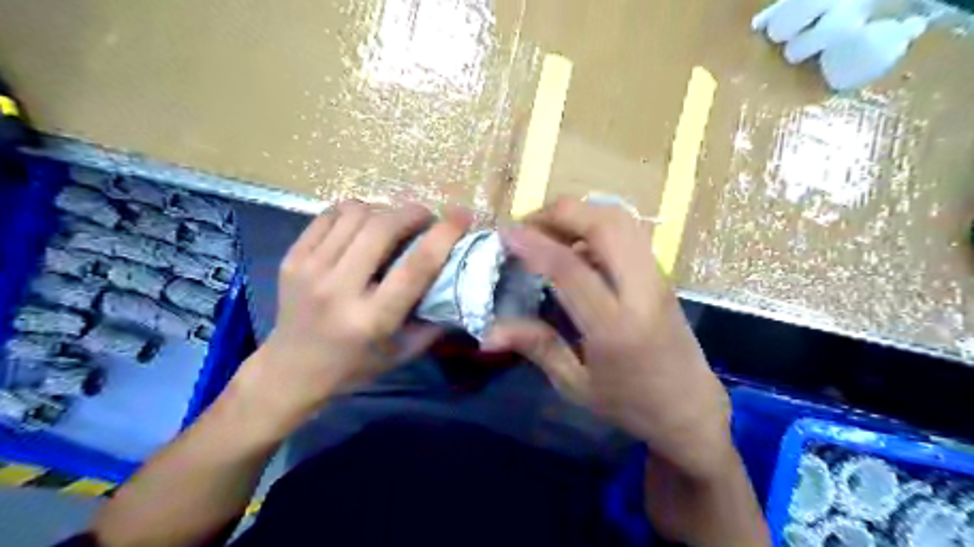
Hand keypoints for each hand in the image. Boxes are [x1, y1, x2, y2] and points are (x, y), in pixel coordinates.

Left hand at [230, 201, 469, 434]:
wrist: (291, 370)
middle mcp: (339, 290)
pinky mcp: (292, 258)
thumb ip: (436, 322)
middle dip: (412, 213)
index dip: (444, 235)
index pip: (416, 267)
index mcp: (372, 319)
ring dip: (385, 210)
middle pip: (382, 229)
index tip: (462, 216)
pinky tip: (365, 223)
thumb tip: (463, 285)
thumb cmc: (355, 365)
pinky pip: (329, 215)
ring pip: (355, 215)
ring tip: (395, 222)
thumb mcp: (403, 353)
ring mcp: (310, 270)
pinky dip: (355, 211)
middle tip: (426, 218)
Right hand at [485, 198, 729, 478]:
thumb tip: (488, 332)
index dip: (534, 244)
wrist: (690, 408)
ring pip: (622, 220)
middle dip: (560, 213)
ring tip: (548, 230)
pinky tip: (576, 243)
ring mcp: (657, 277)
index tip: (505, 234)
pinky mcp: (661, 274)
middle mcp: (642, 291)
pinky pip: (629, 232)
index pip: (571, 268)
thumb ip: (536, 346)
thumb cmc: (630, 404)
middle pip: (605, 225)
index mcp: (616, 327)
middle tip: (526, 226)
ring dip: (581, 213)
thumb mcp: (575, 384)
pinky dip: (597, 223)